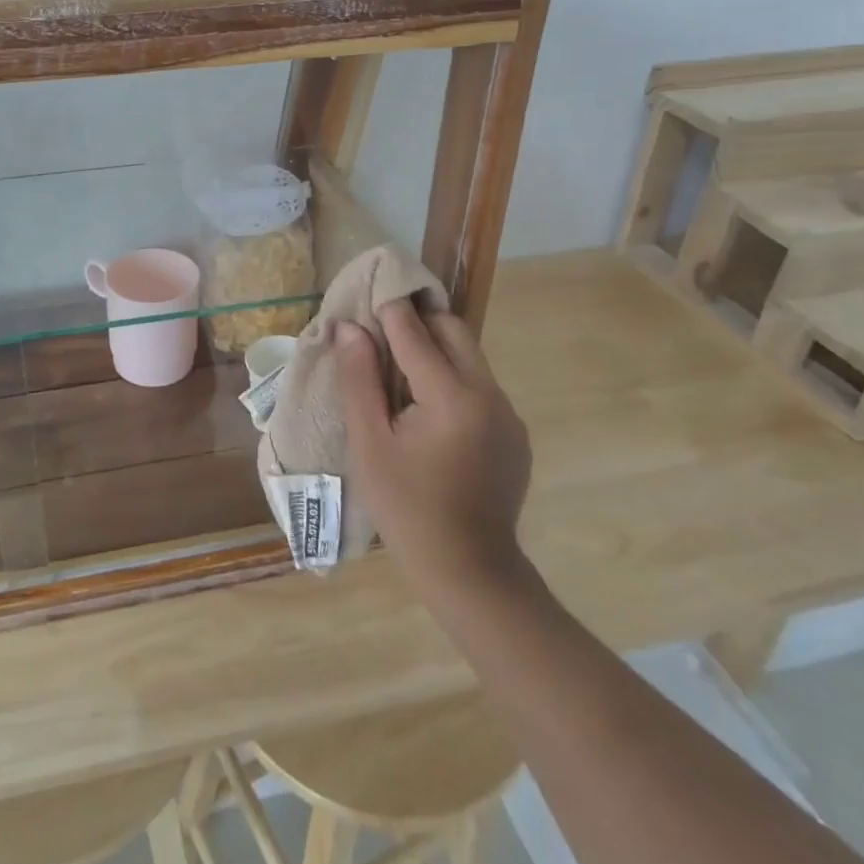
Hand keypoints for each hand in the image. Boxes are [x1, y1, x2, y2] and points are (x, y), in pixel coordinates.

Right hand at [340, 302, 533, 608]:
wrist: (469, 572)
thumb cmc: (406, 508)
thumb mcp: (369, 444)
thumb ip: (360, 379)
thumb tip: (349, 328)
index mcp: (452, 397)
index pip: (415, 332)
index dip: (388, 308)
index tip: (367, 290)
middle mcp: (489, 395)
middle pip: (454, 331)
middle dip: (418, 320)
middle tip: (381, 325)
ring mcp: (508, 415)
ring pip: (470, 357)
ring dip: (435, 348)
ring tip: (398, 365)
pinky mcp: (515, 433)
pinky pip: (480, 386)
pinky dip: (452, 377)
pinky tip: (426, 405)